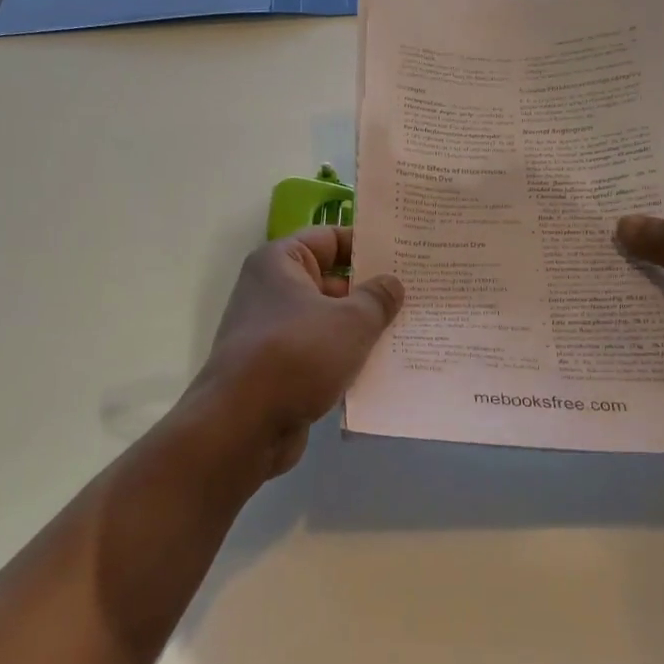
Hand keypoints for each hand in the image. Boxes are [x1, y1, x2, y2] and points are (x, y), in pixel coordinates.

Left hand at [193, 228, 403, 477]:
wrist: (242, 425)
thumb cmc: (297, 354)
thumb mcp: (350, 321)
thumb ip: (377, 298)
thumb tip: (392, 283)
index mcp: (281, 262)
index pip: (330, 238)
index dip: (368, 243)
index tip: (406, 251)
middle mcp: (272, 290)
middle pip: (332, 280)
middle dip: (373, 291)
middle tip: (420, 293)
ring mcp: (274, 332)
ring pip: (329, 321)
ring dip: (364, 329)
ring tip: (412, 330)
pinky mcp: (279, 370)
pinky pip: (322, 354)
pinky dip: (348, 359)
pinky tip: (387, 368)